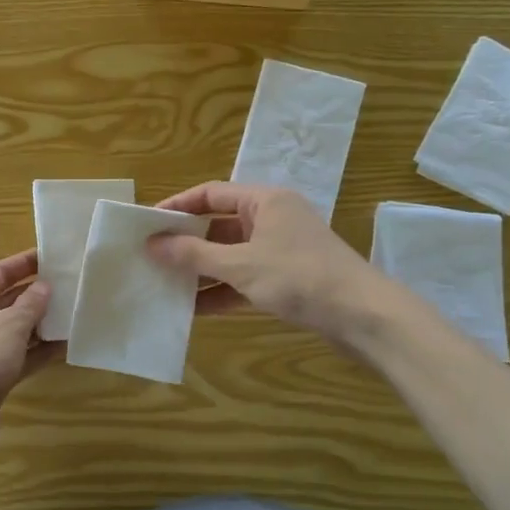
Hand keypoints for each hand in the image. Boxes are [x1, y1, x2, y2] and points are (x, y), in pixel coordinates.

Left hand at [0, 248, 59, 458]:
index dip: (23, 263)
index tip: (51, 255)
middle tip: (68, 285)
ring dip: (39, 323)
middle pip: (4, 300)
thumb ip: (29, 305)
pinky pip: (17, 355)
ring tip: (72, 312)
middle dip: (34, 294)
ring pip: (13, 330)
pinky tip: (64, 345)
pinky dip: (37, 350)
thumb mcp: (8, 327)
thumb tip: (44, 288)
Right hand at [146, 182, 390, 345]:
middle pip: (219, 224)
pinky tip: (193, 309)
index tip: (147, 223)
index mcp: (264, 201)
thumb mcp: (240, 264)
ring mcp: (280, 249)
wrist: (362, 316)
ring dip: (201, 270)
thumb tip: (152, 244)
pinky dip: (221, 290)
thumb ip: (194, 254)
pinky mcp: (286, 278)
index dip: (177, 206)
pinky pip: (244, 278)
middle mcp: (272, 218)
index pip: (211, 194)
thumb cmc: (299, 276)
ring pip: (230, 254)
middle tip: (151, 256)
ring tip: (165, 284)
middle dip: (186, 242)